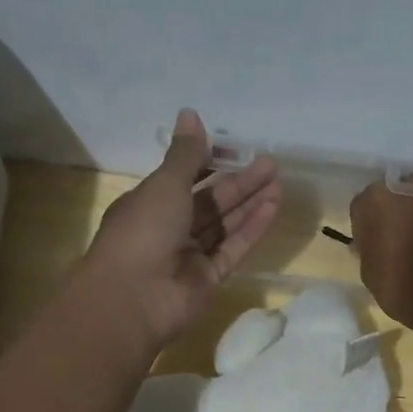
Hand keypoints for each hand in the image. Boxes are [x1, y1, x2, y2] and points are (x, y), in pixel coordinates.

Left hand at [81, 109, 281, 349]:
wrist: (134, 298)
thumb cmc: (142, 231)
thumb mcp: (164, 185)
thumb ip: (185, 154)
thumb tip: (190, 113)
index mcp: (149, 203)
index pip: (182, 178)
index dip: (208, 163)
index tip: (235, 149)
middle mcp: (169, 228)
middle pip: (209, 201)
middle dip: (239, 183)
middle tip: (270, 164)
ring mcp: (190, 256)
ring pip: (224, 225)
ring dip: (249, 204)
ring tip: (278, 183)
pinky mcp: (209, 278)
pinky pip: (233, 248)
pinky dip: (251, 228)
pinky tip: (273, 207)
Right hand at [349, 181, 412, 328]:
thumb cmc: (397, 285)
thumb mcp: (369, 270)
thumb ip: (371, 247)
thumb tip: (378, 244)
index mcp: (376, 198)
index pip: (370, 204)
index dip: (376, 224)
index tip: (381, 243)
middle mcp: (411, 184)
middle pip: (407, 195)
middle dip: (409, 213)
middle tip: (412, 242)